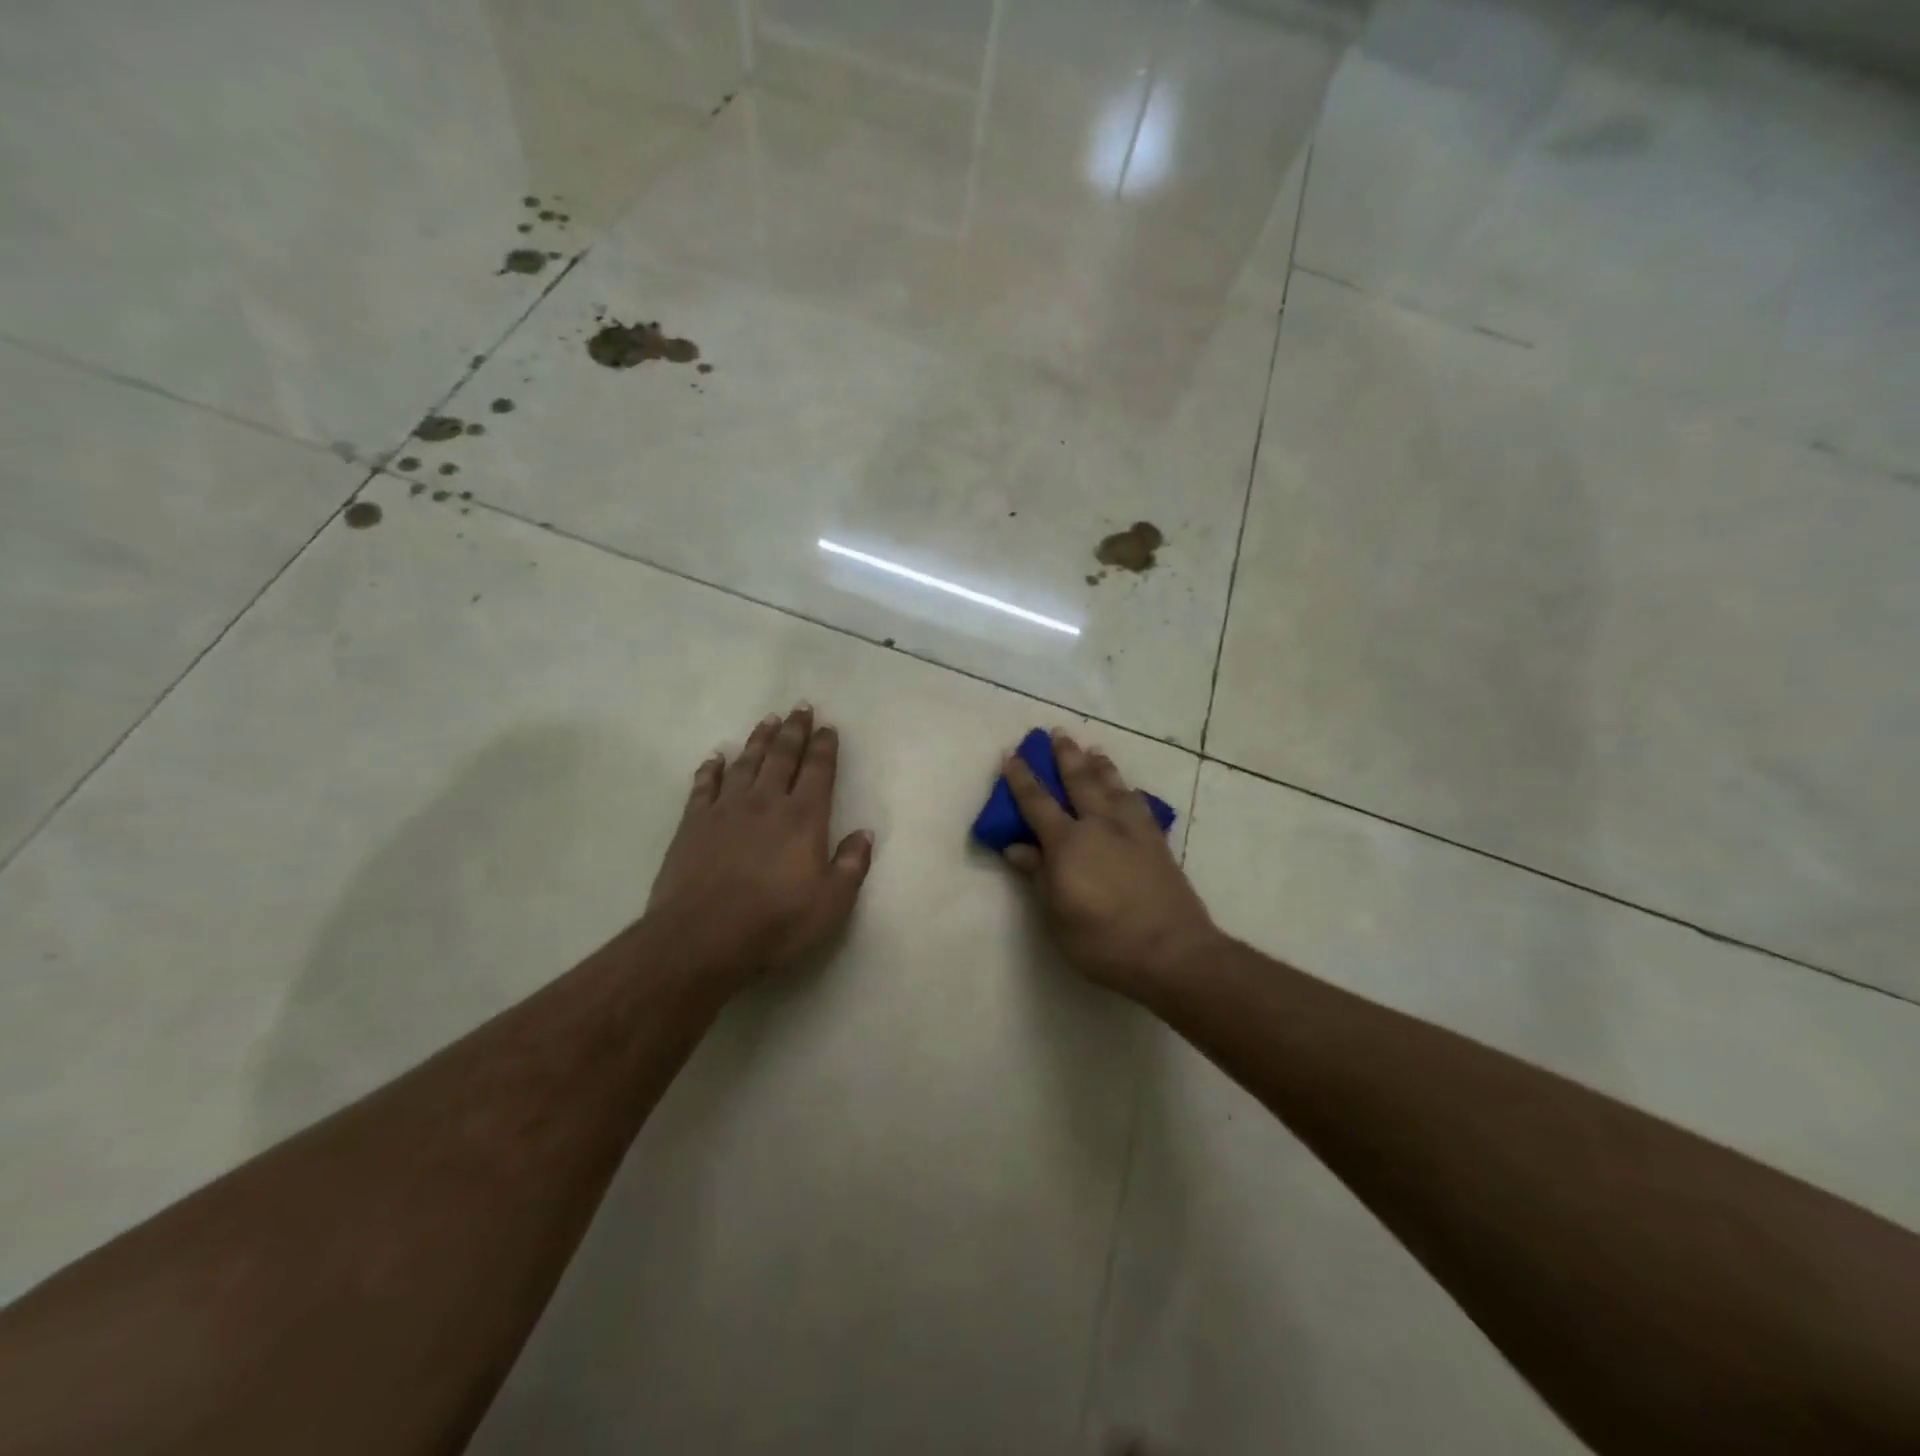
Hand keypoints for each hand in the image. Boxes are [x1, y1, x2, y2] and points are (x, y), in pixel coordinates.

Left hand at [646, 705, 873, 989]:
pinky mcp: (692, 824)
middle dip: (794, 731)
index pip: (818, 771)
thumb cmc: (775, 923)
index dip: (824, 747)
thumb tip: (864, 833)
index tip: (828, 727)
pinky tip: (715, 758)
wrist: (701, 939)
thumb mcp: (831, 904)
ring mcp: (726, 810)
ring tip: (768, 721)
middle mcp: (766, 803)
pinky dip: (711, 769)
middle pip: (782, 757)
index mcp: (803, 818)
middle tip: (800, 707)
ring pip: (745, 764)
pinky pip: (704, 786)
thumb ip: (852, 865)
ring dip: (758, 740)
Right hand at [1000, 731, 1219, 997]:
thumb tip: (1016, 847)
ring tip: (1094, 750)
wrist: (1172, 951)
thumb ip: (1038, 875)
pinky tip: (1130, 791)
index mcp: (1068, 843)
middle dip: (1066, 756)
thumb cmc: (1103, 940)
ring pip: (1113, 787)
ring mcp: (1133, 831)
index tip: (1012, 754)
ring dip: (1101, 766)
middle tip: (1057, 732)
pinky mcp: (1157, 843)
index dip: (1021, 778)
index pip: (1037, 802)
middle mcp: (1100, 826)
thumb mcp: (1056, 915)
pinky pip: (1140, 805)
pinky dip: (1130, 792)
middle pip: (1080, 781)